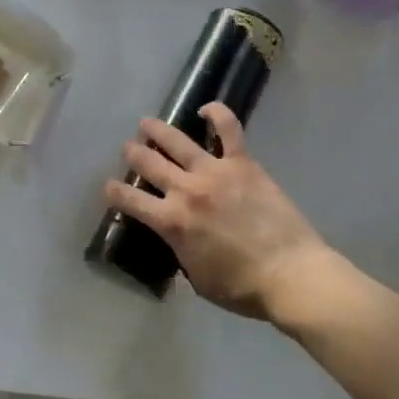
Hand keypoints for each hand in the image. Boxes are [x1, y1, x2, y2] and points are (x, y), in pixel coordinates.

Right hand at [104, 103, 329, 322]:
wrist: (289, 273)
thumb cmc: (241, 287)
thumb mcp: (197, 279)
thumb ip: (180, 254)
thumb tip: (177, 241)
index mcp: (171, 222)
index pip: (129, 200)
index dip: (113, 192)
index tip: (109, 188)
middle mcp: (185, 190)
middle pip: (148, 163)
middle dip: (132, 155)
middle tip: (129, 150)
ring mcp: (214, 172)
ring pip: (176, 141)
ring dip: (156, 130)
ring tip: (146, 124)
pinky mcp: (243, 163)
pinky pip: (229, 129)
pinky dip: (217, 114)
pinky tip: (206, 110)